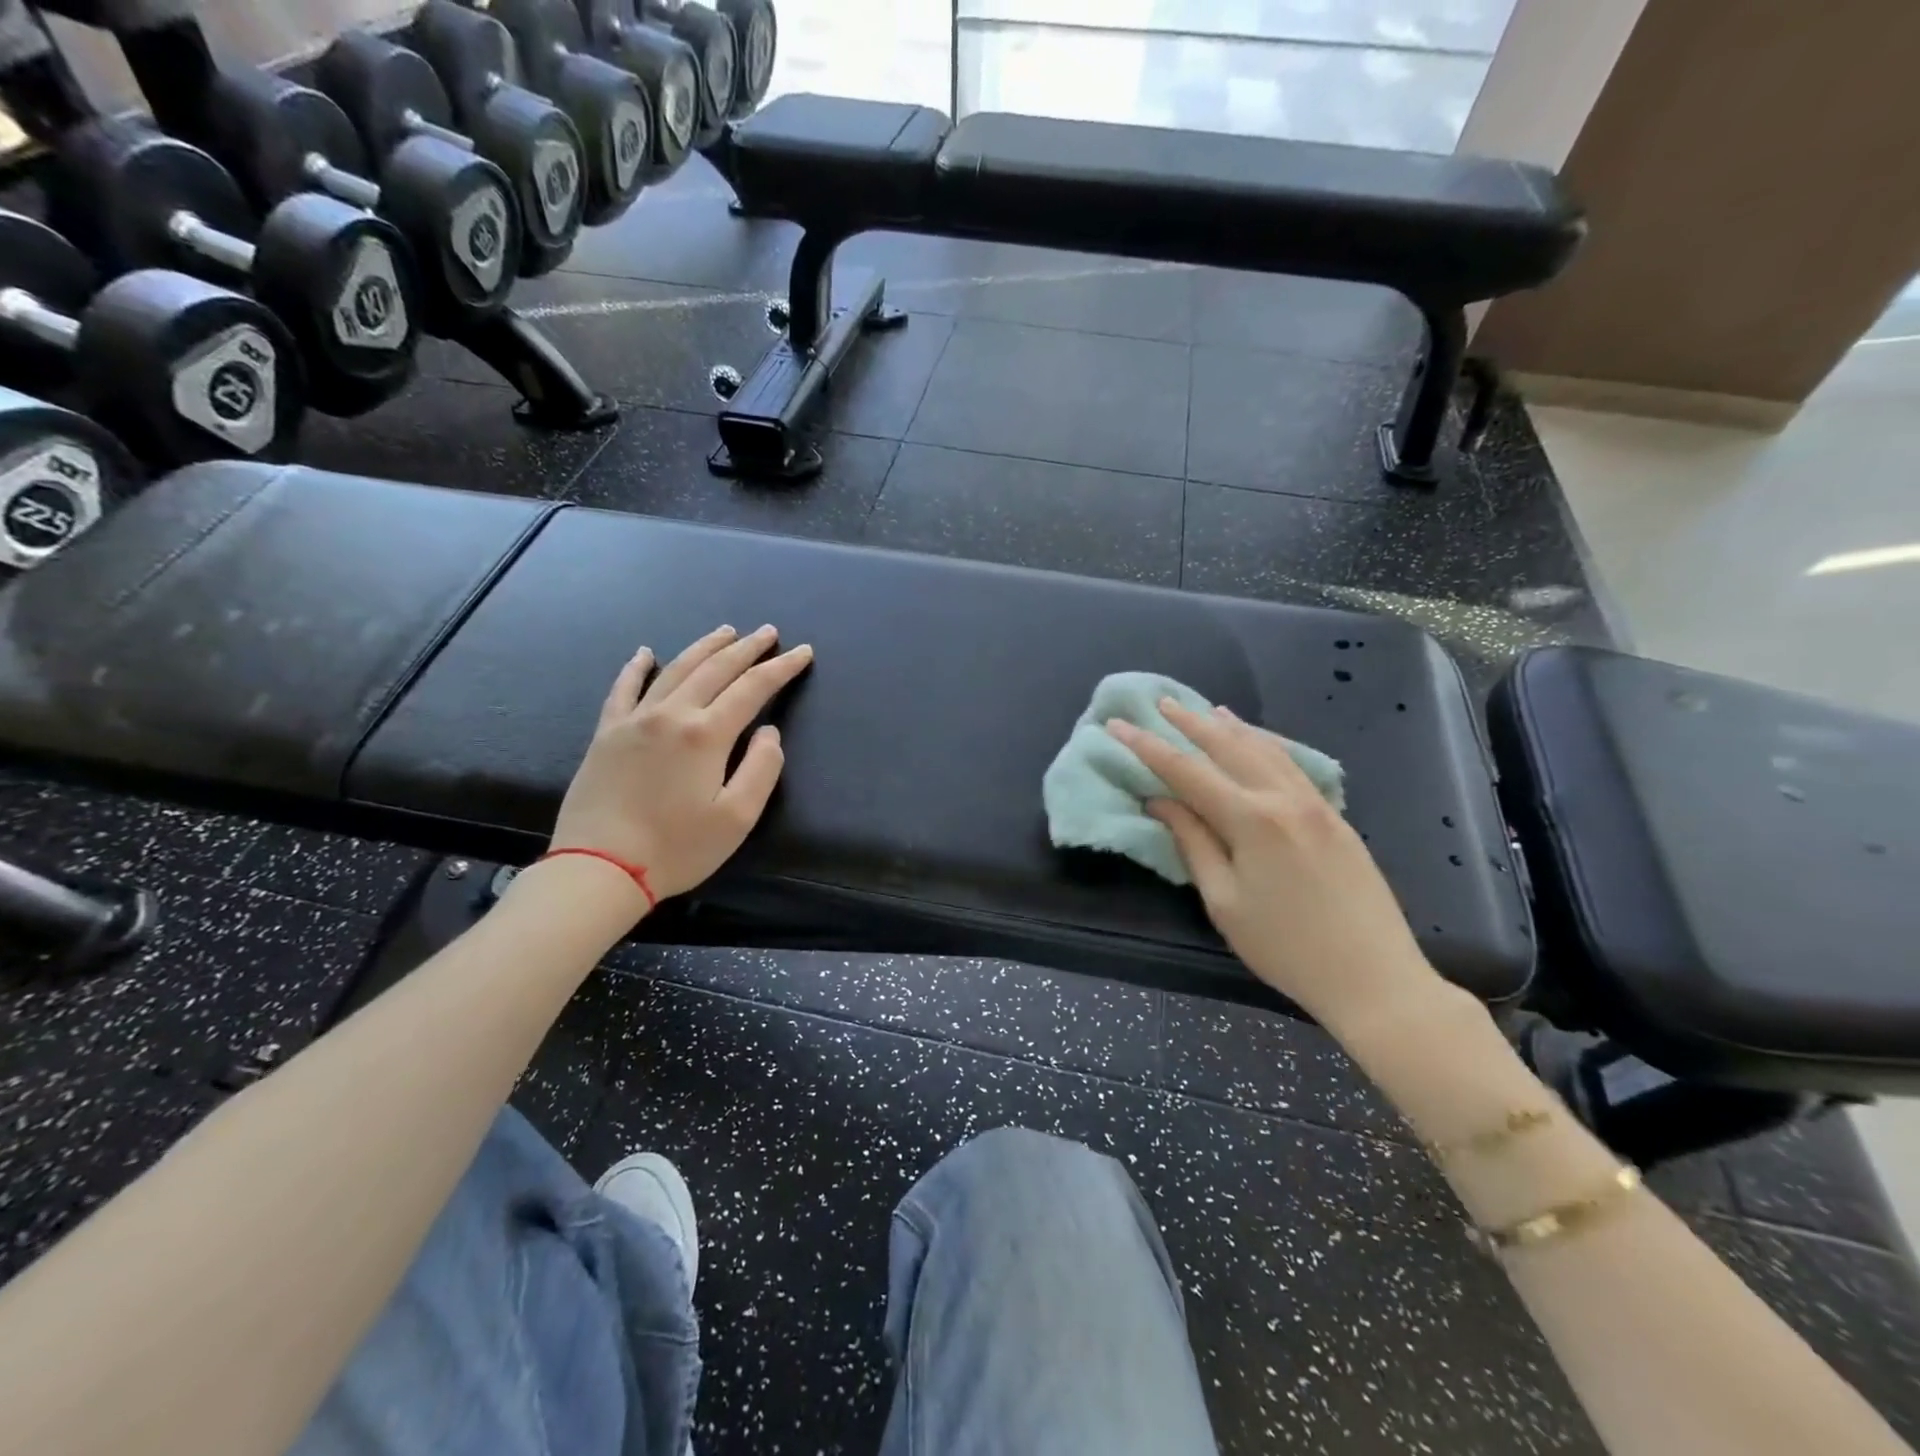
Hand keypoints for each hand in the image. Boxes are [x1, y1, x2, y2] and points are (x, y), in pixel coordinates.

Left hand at [551, 624, 812, 903]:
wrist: (600, 868)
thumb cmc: (677, 848)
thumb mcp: (738, 818)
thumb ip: (762, 768)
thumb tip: (768, 732)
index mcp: (706, 734)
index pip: (753, 688)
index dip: (781, 668)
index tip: (803, 652)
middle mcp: (671, 714)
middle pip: (715, 669)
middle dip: (747, 648)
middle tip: (768, 632)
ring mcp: (634, 719)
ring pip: (675, 669)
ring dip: (704, 648)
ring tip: (726, 632)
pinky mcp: (607, 733)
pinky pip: (623, 688)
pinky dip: (637, 667)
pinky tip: (646, 653)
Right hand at [1106, 700, 1439, 1029]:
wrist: (1374, 977)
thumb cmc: (1285, 948)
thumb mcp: (1224, 901)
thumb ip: (1193, 843)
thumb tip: (1161, 803)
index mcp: (1252, 820)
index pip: (1187, 771)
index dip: (1147, 747)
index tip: (1118, 725)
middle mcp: (1284, 799)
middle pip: (1229, 747)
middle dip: (1190, 723)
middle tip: (1161, 704)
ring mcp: (1316, 804)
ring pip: (1266, 749)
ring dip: (1231, 728)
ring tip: (1207, 711)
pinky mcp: (1335, 817)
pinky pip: (1292, 765)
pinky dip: (1265, 745)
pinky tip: (1257, 743)